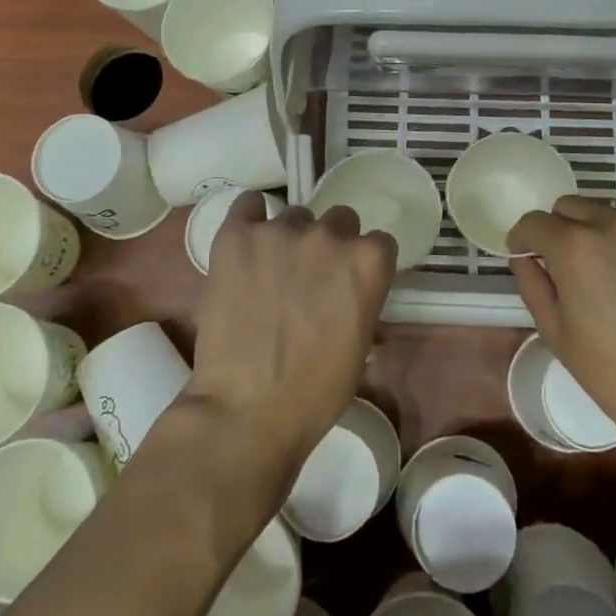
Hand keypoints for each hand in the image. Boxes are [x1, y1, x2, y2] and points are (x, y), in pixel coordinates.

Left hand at [185, 192, 396, 486]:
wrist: (247, 410)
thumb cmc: (315, 393)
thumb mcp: (360, 348)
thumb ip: (362, 304)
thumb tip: (353, 297)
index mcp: (368, 262)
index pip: (378, 242)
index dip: (364, 262)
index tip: (349, 283)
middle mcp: (330, 235)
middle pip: (339, 220)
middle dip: (329, 246)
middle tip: (309, 278)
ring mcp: (281, 232)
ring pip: (294, 217)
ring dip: (289, 239)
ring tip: (269, 272)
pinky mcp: (237, 236)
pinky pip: (248, 205)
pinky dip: (250, 217)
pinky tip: (247, 239)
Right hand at [508, 198, 615, 468]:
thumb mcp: (558, 335)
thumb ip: (533, 284)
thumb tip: (524, 255)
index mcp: (576, 247)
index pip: (535, 221)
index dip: (525, 239)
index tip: (530, 255)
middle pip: (575, 208)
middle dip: (565, 231)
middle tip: (577, 270)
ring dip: (612, 239)